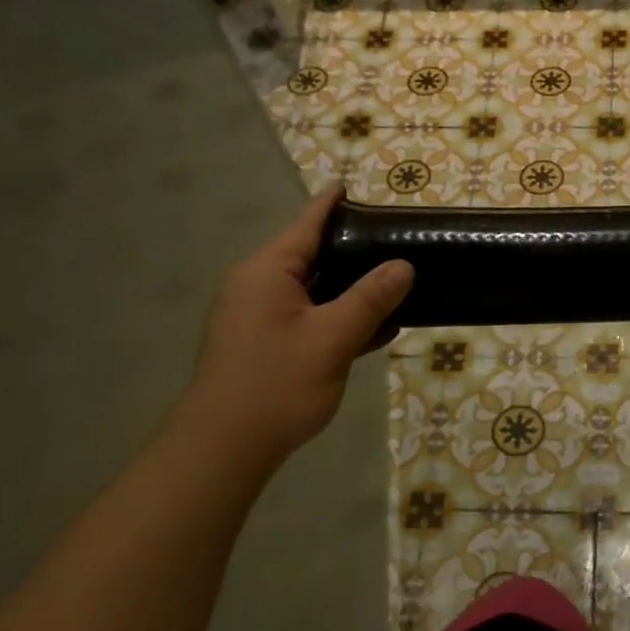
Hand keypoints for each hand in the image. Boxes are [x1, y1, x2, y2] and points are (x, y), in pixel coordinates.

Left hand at [175, 185, 412, 467]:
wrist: (226, 447)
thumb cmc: (277, 383)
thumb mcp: (332, 338)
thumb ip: (369, 299)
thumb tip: (403, 265)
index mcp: (268, 272)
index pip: (305, 225)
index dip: (331, 204)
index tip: (352, 184)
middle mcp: (260, 287)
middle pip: (313, 256)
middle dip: (353, 249)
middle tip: (396, 240)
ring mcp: (262, 318)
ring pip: (316, 291)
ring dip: (353, 290)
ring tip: (399, 282)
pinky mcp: (269, 345)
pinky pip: (312, 319)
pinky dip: (342, 319)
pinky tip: (380, 328)